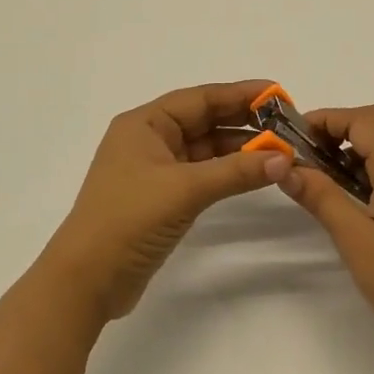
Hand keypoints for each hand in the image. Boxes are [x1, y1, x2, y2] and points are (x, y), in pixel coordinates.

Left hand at [41, 81, 291, 320]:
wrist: (87, 279)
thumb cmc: (129, 220)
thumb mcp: (185, 189)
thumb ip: (236, 171)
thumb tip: (284, 158)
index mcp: (145, 124)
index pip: (200, 98)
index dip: (240, 94)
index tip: (278, 95)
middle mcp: (149, 140)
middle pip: (204, 121)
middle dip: (244, 121)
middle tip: (287, 123)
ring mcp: (155, 170)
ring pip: (205, 149)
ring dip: (239, 149)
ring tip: (280, 150)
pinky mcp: (161, 198)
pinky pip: (201, 173)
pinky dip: (227, 172)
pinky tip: (254, 173)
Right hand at [275, 105, 373, 361]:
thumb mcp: (356, 239)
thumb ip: (322, 197)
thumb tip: (286, 167)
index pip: (363, 119)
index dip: (326, 119)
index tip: (292, 136)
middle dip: (340, 127)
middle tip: (306, 151)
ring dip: (354, 146)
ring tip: (320, 173)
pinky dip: (369, 166)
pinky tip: (349, 196)